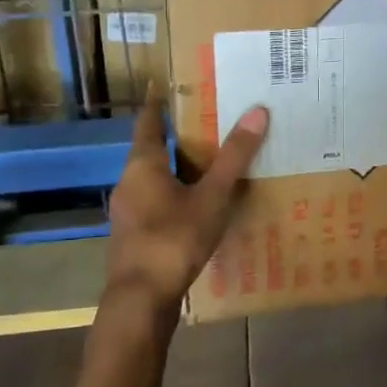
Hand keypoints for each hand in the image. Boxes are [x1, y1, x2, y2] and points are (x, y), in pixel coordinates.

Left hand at [105, 88, 268, 317]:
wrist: (140, 302)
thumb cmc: (173, 239)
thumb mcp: (212, 197)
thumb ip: (234, 157)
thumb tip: (258, 111)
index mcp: (142, 165)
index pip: (148, 122)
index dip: (157, 103)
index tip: (166, 85)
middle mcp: (129, 182)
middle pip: (150, 150)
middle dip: (175, 137)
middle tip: (206, 121)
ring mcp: (128, 212)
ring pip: (153, 179)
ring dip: (176, 168)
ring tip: (208, 162)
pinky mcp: (133, 236)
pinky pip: (155, 203)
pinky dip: (174, 195)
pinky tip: (197, 205)